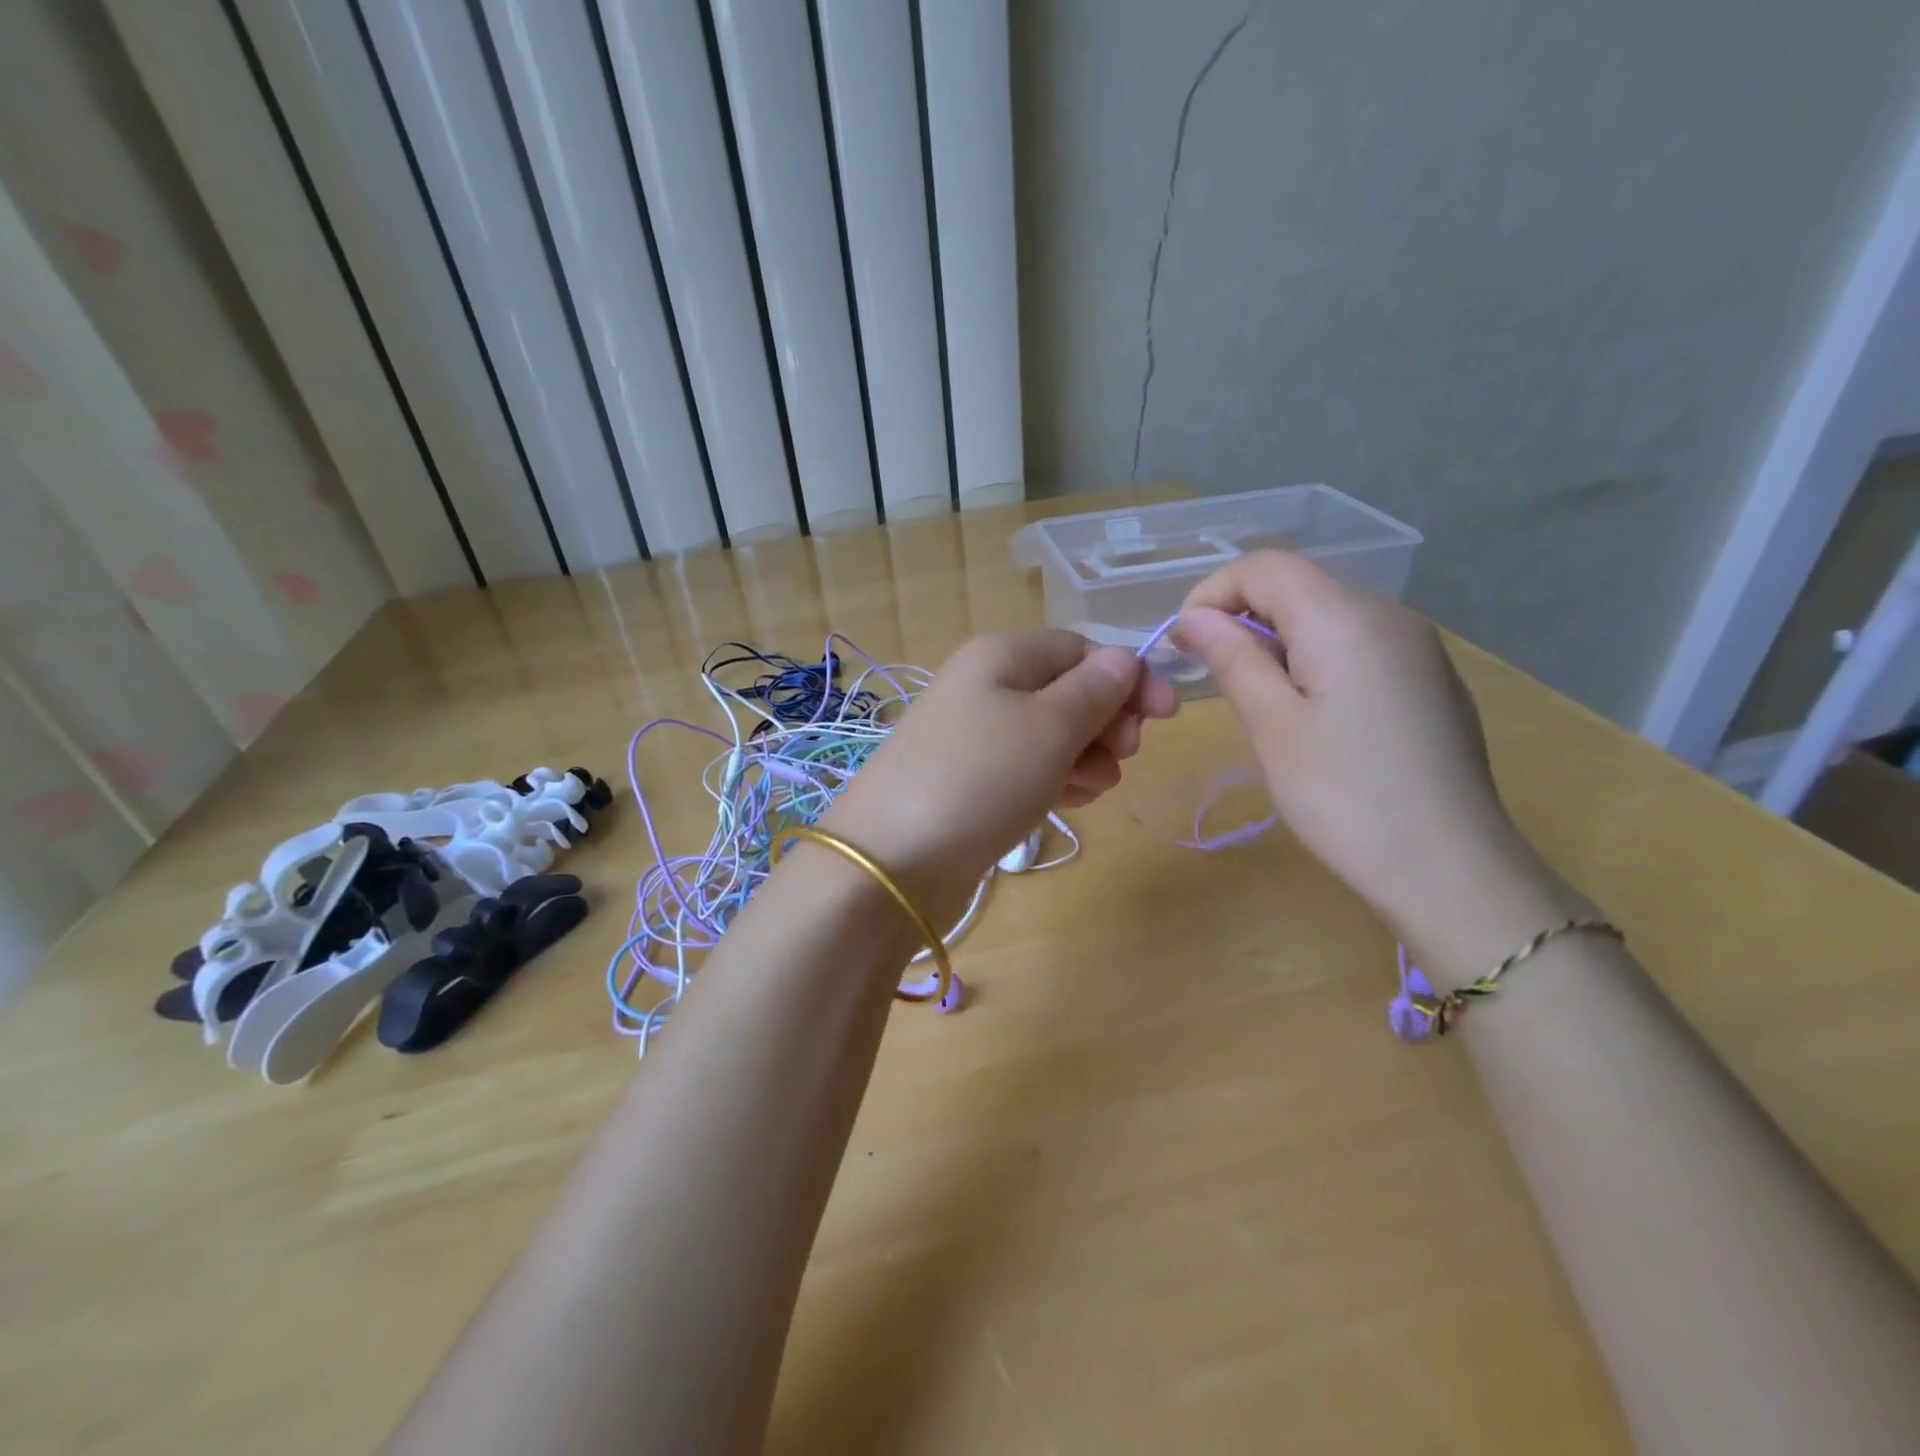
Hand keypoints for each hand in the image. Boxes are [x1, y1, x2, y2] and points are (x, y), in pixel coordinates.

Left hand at [824, 630, 1176, 915]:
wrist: (894, 859)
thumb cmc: (980, 777)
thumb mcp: (1049, 726)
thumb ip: (1096, 690)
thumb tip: (1124, 660)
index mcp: (1003, 655)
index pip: (1082, 649)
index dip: (1128, 677)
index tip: (1167, 716)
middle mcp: (988, 686)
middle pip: (1069, 691)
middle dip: (1106, 722)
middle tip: (1120, 756)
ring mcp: (977, 736)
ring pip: (1054, 734)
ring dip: (1084, 757)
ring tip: (1085, 789)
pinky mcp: (974, 780)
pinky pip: (1030, 767)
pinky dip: (1055, 780)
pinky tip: (1065, 802)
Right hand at [1176, 552, 1578, 974]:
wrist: (1450, 869)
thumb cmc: (1345, 797)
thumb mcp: (1272, 726)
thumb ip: (1233, 658)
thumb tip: (1195, 617)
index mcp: (1346, 618)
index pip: (1266, 566)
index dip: (1213, 593)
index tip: (1184, 645)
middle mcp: (1389, 615)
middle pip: (1298, 585)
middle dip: (1242, 616)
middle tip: (1211, 675)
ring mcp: (1416, 647)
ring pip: (1327, 614)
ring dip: (1276, 640)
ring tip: (1257, 701)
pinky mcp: (1428, 679)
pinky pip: (1357, 644)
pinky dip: (1315, 658)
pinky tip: (1311, 715)